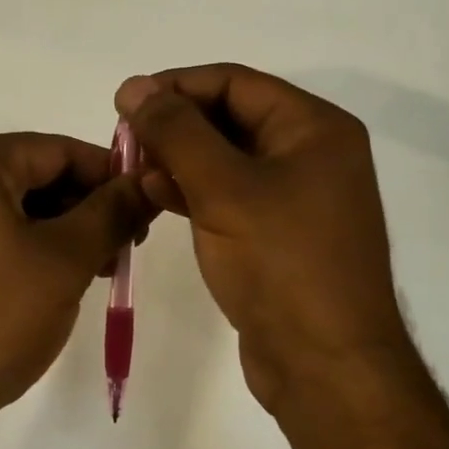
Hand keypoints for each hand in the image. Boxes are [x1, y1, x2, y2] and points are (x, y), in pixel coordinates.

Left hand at [0, 133, 153, 448]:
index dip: (109, 175)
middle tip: (124, 247)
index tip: (145, 206)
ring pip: (7, 209)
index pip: (56, 149)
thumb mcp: (66, 260)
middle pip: (30, 176)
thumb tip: (144, 181)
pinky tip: (50, 283)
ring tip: (96, 270)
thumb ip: (112, 212)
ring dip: (56, 232)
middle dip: (83, 208)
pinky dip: (21, 249)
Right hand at [116, 65, 412, 416]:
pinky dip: (191, 190)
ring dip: (177, 159)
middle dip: (174, 125)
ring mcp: (295, 196)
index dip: (176, 86)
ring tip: (131, 169)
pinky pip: (229, 194)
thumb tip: (134, 85)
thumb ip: (176, 132)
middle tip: (123, 140)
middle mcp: (311, 153)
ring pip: (224, 158)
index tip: (124, 102)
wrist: (325, 366)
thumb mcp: (224, 188)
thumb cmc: (281, 264)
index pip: (235, 83)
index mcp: (315, 128)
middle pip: (230, 117)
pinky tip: (153, 195)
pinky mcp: (277, 233)